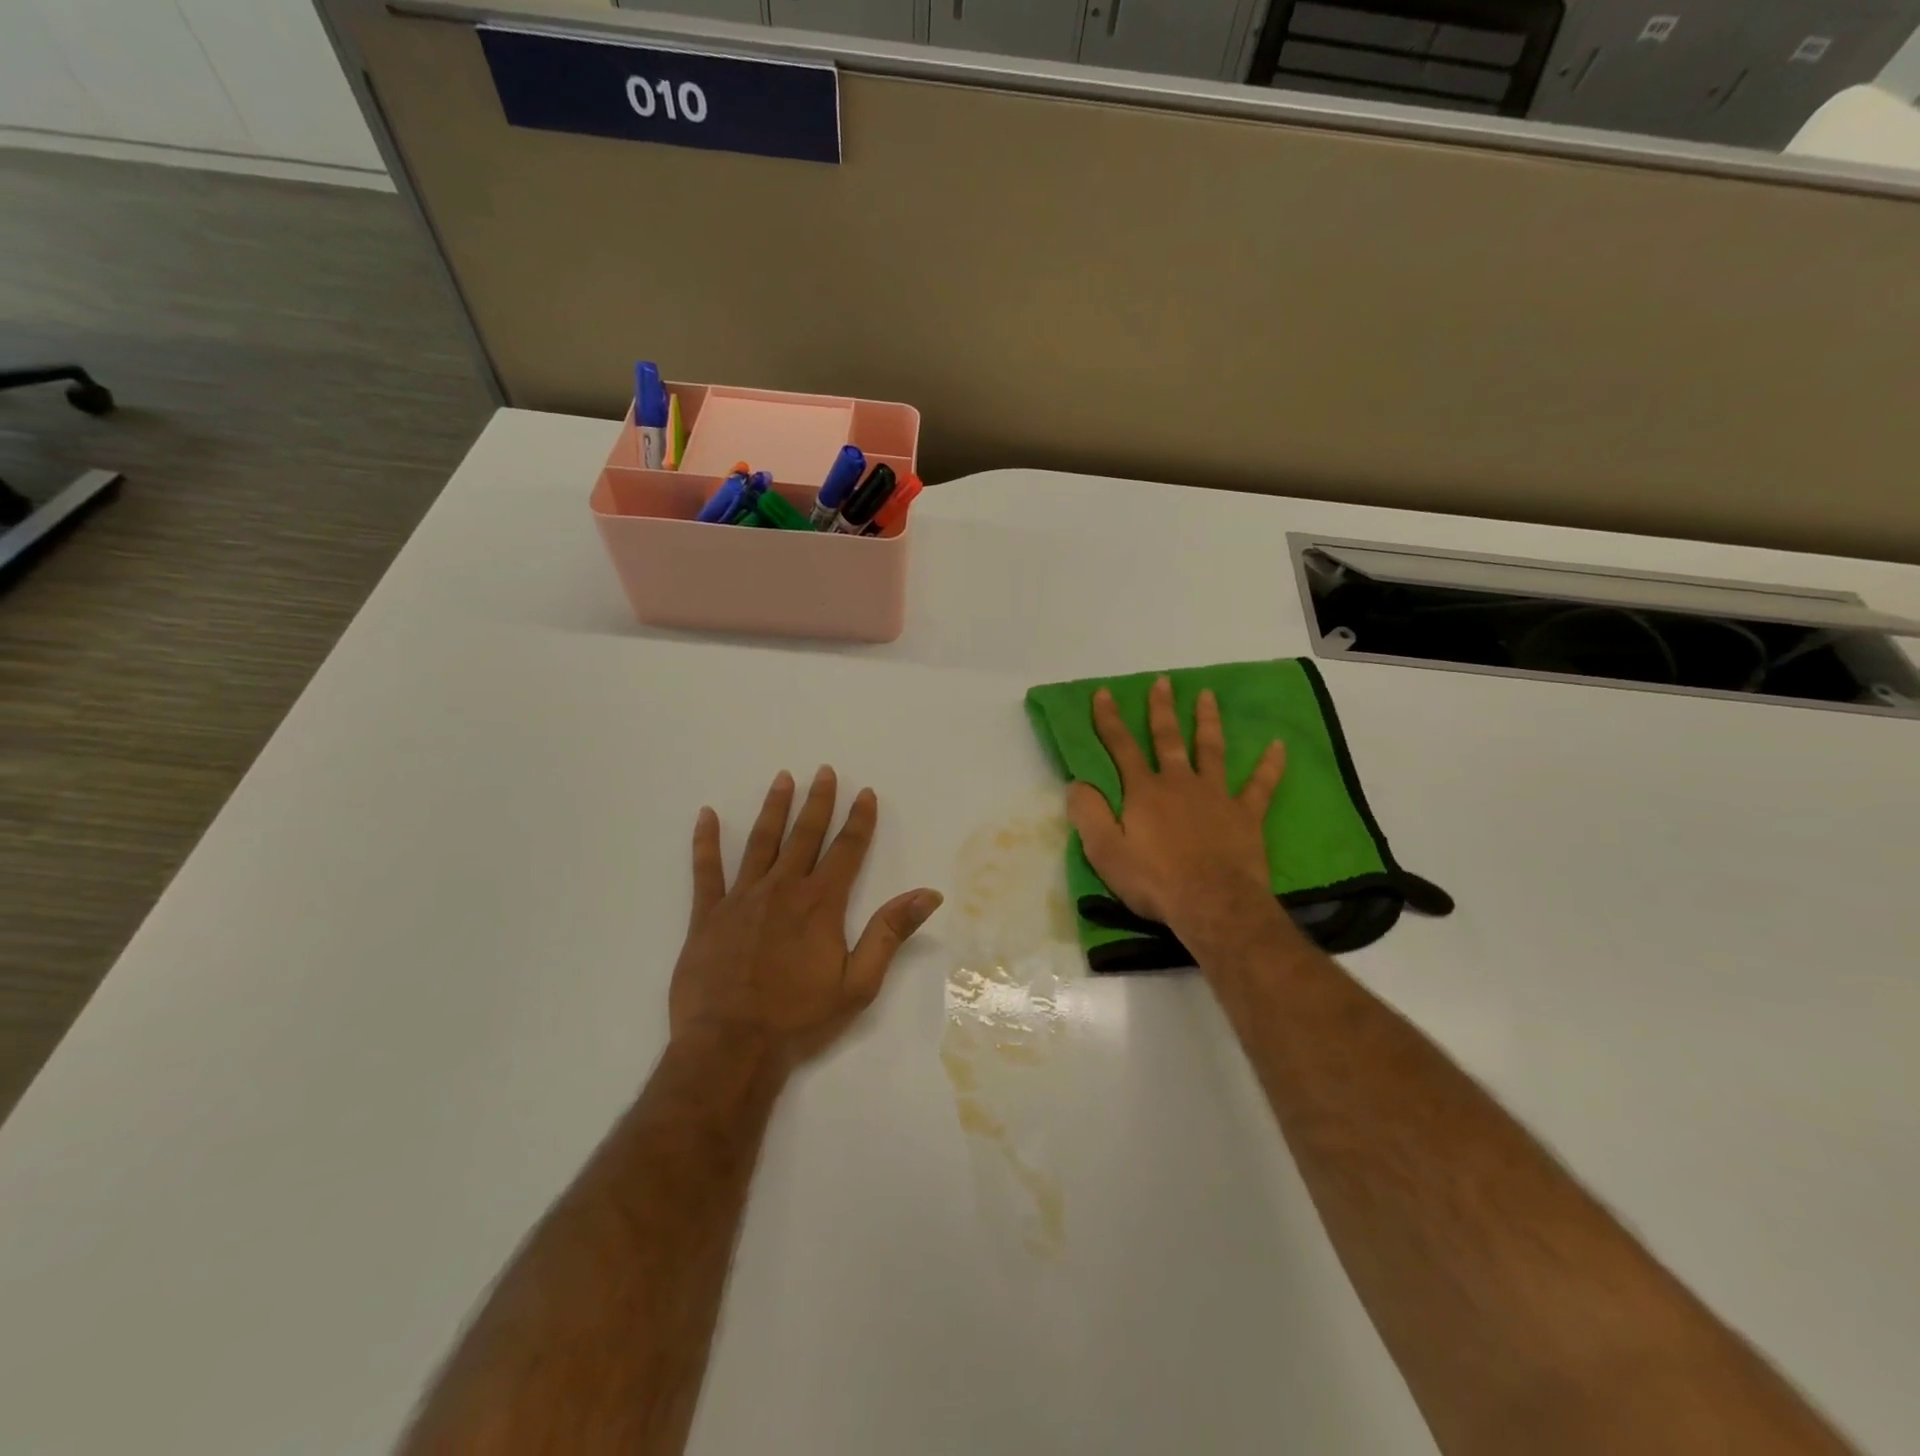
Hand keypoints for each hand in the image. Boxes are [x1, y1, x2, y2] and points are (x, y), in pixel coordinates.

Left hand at [670, 766, 942, 1069]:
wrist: (730, 1047)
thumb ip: (890, 933)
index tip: (865, 792)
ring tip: (782, 779)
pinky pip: (706, 870)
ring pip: (761, 842)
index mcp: (820, 903)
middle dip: (818, 802)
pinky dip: (705, 842)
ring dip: (773, 809)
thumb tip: (928, 894)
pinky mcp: (707, 914)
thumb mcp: (859, 982)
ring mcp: (741, 898)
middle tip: (823, 771)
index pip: (846, 850)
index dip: (859, 820)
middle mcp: (782, 889)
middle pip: (804, 835)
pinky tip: (705, 815)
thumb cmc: (799, 1017)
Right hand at [1066, 676, 1286, 946]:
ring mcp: (1215, 796)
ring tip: (1207, 696)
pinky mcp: (1245, 814)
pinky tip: (1278, 745)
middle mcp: (1179, 783)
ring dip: (1207, 721)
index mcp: (1144, 792)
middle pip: (1168, 739)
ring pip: (1211, 750)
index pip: (1121, 747)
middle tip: (1163, 681)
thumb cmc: (1154, 881)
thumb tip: (1076, 784)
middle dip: (1162, 709)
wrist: (1212, 904)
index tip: (1103, 693)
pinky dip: (1270, 765)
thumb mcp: (1105, 852)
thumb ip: (1088, 814)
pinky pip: (1261, 785)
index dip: (1109, 719)